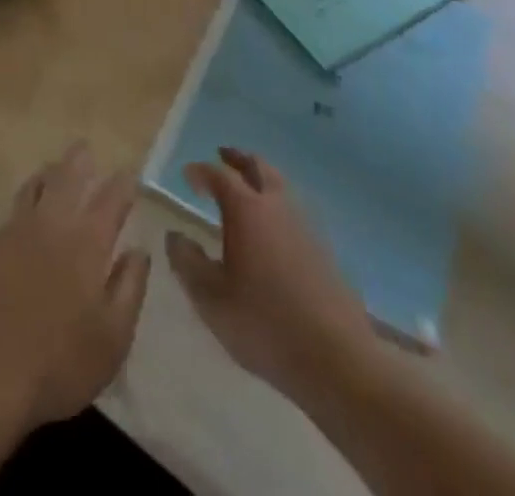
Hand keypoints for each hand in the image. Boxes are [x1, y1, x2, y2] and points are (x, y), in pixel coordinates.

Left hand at [0, 143, 150, 430]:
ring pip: (35, 185)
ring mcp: (16, 229)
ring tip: (56, 167)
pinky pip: (14, 208)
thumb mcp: (113, 338)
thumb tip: (138, 250)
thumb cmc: (60, 362)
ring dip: (49, 172)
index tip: (128, 173)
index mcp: (87, 243)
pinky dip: (27, 197)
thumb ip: (129, 288)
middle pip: (67, 178)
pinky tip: (27, 207)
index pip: (109, 201)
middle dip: (79, 161)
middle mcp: (52, 224)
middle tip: (85, 148)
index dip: (121, 185)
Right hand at [165, 148, 372, 397]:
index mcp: (246, 210)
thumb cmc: (264, 323)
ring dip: (262, 179)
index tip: (188, 174)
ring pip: (281, 187)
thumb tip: (175, 236)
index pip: (219, 176)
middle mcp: (277, 207)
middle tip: (223, 154)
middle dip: (238, 158)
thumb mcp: (210, 298)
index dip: (201, 171)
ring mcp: (306, 228)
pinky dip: (278, 206)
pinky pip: (295, 212)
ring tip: (248, 188)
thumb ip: (187, 262)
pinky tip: (273, 228)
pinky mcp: (325, 252)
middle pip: (258, 167)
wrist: (338, 361)